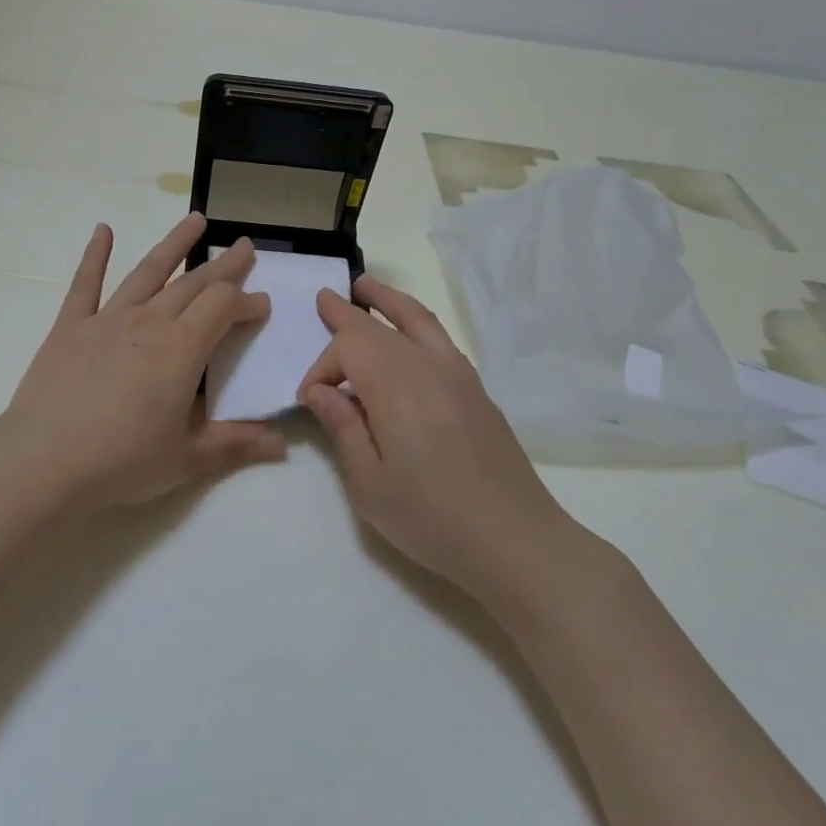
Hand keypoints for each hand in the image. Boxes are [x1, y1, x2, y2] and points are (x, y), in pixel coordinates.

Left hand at [0, 214, 285, 512]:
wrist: (42, 463)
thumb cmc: (122, 462)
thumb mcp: (188, 458)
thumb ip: (237, 444)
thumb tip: (283, 444)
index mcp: (182, 349)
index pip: (224, 308)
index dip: (247, 302)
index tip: (262, 305)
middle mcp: (149, 322)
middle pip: (194, 283)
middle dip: (224, 265)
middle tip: (245, 246)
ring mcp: (106, 319)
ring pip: (148, 271)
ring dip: (175, 244)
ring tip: (196, 220)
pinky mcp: (69, 327)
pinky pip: (85, 284)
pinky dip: (95, 255)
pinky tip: (103, 230)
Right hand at [300, 276, 581, 602]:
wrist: (514, 539)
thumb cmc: (430, 517)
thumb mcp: (368, 483)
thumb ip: (342, 427)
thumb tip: (320, 390)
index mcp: (395, 385)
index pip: (348, 347)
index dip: (322, 366)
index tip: (310, 399)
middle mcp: (427, 366)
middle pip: (380, 326)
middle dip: (347, 313)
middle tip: (324, 297)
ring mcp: (458, 374)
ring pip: (418, 319)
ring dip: (388, 301)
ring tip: (366, 286)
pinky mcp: (478, 390)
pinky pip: (439, 339)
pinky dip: (416, 324)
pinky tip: (408, 336)